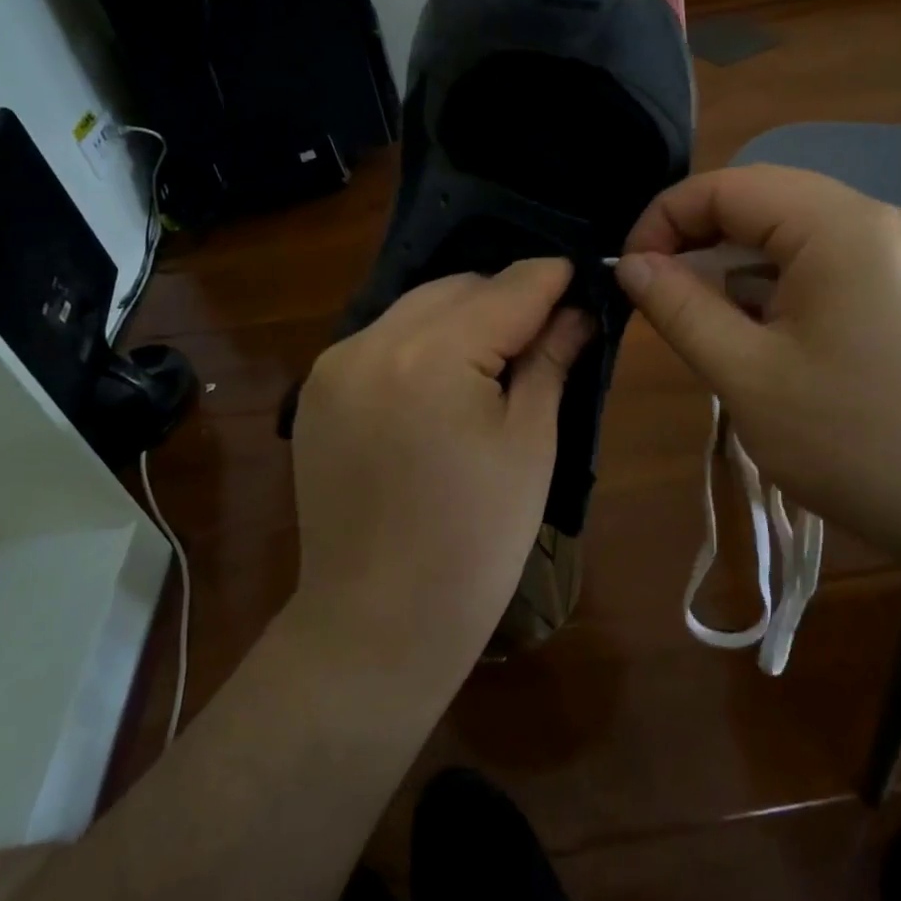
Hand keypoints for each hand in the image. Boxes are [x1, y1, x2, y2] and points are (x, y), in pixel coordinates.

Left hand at [291, 259, 591, 680]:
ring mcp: (335, 365)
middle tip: (548, 328)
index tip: (582, 278)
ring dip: (463, 315)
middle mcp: (373, 342)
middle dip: (507, 297)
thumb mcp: (530, 445)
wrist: (379, 623)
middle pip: (457, 287)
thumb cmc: (476, 542)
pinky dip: (423, 340)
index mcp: (432, 356)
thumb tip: (578, 313)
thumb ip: (550, 361)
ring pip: (417, 307)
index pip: (508, 288)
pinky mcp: (318, 390)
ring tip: (500, 354)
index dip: (552, 279)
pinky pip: (384, 338)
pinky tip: (446, 378)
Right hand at [617, 166, 900, 560]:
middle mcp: (877, 219)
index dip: (666, 219)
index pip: (729, 185)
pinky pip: (827, 262)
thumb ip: (680, 308)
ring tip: (709, 325)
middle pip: (763, 202)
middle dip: (700, 242)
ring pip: (794, 234)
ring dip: (739, 268)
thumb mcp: (747, 377)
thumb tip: (633, 264)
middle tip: (661, 298)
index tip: (631, 271)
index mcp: (840, 226)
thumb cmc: (856, 443)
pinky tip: (765, 337)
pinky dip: (780, 286)